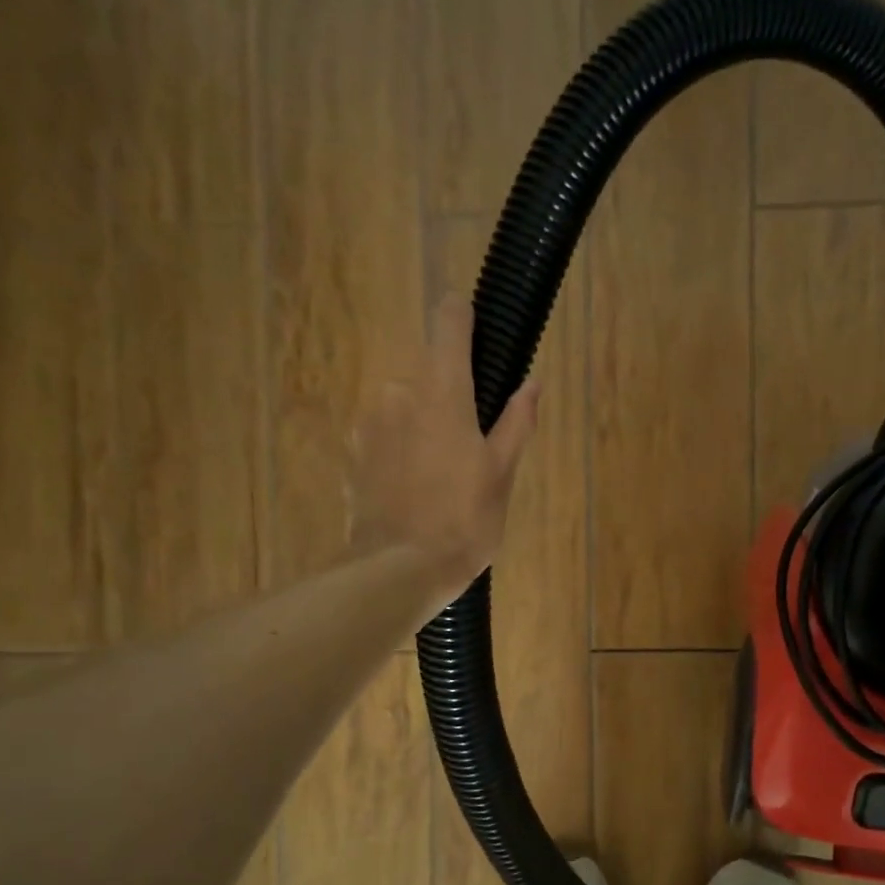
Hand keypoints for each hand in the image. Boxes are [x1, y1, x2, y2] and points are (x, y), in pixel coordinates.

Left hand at [349, 297, 540, 603]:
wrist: (399, 570)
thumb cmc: (463, 520)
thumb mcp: (502, 474)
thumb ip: (516, 422)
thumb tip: (532, 383)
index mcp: (441, 392)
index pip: (447, 324)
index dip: (460, 314)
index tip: (469, 316)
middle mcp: (398, 395)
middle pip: (428, 377)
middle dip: (448, 401)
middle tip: (470, 447)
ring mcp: (369, 426)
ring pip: (403, 410)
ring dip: (422, 428)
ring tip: (441, 479)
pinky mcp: (352, 457)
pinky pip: (383, 439)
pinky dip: (400, 453)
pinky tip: (413, 492)